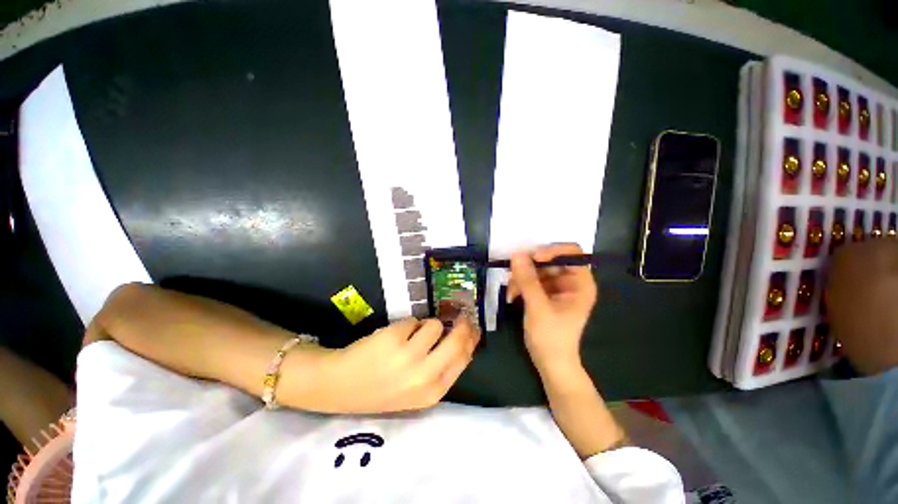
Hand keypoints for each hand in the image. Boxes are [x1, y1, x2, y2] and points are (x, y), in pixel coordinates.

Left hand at [314, 317, 479, 413]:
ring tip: (411, 335)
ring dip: (426, 325)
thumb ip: (441, 368)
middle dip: (461, 324)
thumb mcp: (417, 390)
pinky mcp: (394, 337)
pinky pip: (414, 320)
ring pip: (434, 324)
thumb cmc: (381, 389)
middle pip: (457, 340)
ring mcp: (409, 355)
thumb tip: (462, 338)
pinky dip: (408, 325)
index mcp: (432, 392)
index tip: (472, 327)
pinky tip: (395, 336)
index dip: (470, 339)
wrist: (339, 386)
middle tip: (459, 315)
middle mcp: (424, 375)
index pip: (464, 359)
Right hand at [507, 244, 597, 374]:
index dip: (552, 251)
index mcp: (580, 283)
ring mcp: (557, 287)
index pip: (571, 253)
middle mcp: (570, 282)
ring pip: (537, 270)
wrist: (550, 363)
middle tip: (513, 275)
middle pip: (550, 260)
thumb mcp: (538, 307)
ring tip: (511, 292)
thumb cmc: (551, 337)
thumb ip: (528, 280)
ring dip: (521, 278)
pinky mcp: (545, 293)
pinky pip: (531, 280)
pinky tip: (512, 297)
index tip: (532, 258)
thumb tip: (516, 254)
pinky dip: (520, 286)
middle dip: (530, 268)